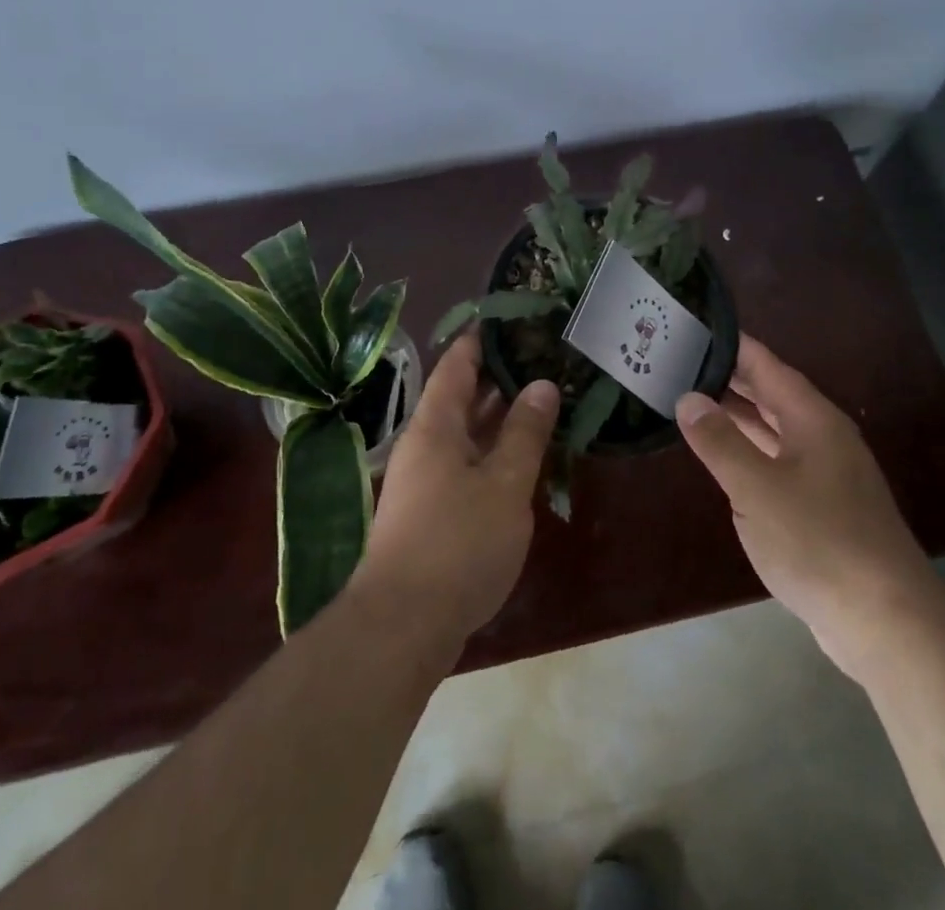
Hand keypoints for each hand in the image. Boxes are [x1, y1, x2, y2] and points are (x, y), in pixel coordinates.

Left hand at [349, 329, 559, 655]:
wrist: (402, 626)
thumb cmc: (457, 543)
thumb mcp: (504, 484)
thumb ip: (525, 433)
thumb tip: (542, 383)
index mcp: (435, 425)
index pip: (457, 364)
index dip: (482, 338)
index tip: (512, 317)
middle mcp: (425, 444)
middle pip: (460, 396)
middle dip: (498, 376)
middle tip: (541, 356)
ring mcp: (425, 480)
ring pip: (465, 433)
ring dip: (498, 416)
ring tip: (541, 397)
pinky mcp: (431, 512)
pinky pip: (465, 463)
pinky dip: (493, 451)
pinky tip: (522, 456)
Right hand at [677, 334, 931, 645]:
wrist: (886, 621)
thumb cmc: (818, 541)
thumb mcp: (757, 488)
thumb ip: (719, 441)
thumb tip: (688, 397)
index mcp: (813, 419)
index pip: (766, 365)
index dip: (733, 345)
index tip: (695, 326)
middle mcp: (823, 437)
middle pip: (771, 394)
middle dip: (729, 378)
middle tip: (680, 362)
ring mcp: (827, 473)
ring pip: (774, 430)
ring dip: (738, 415)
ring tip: (691, 400)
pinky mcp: (824, 507)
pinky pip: (778, 462)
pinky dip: (749, 451)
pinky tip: (725, 458)